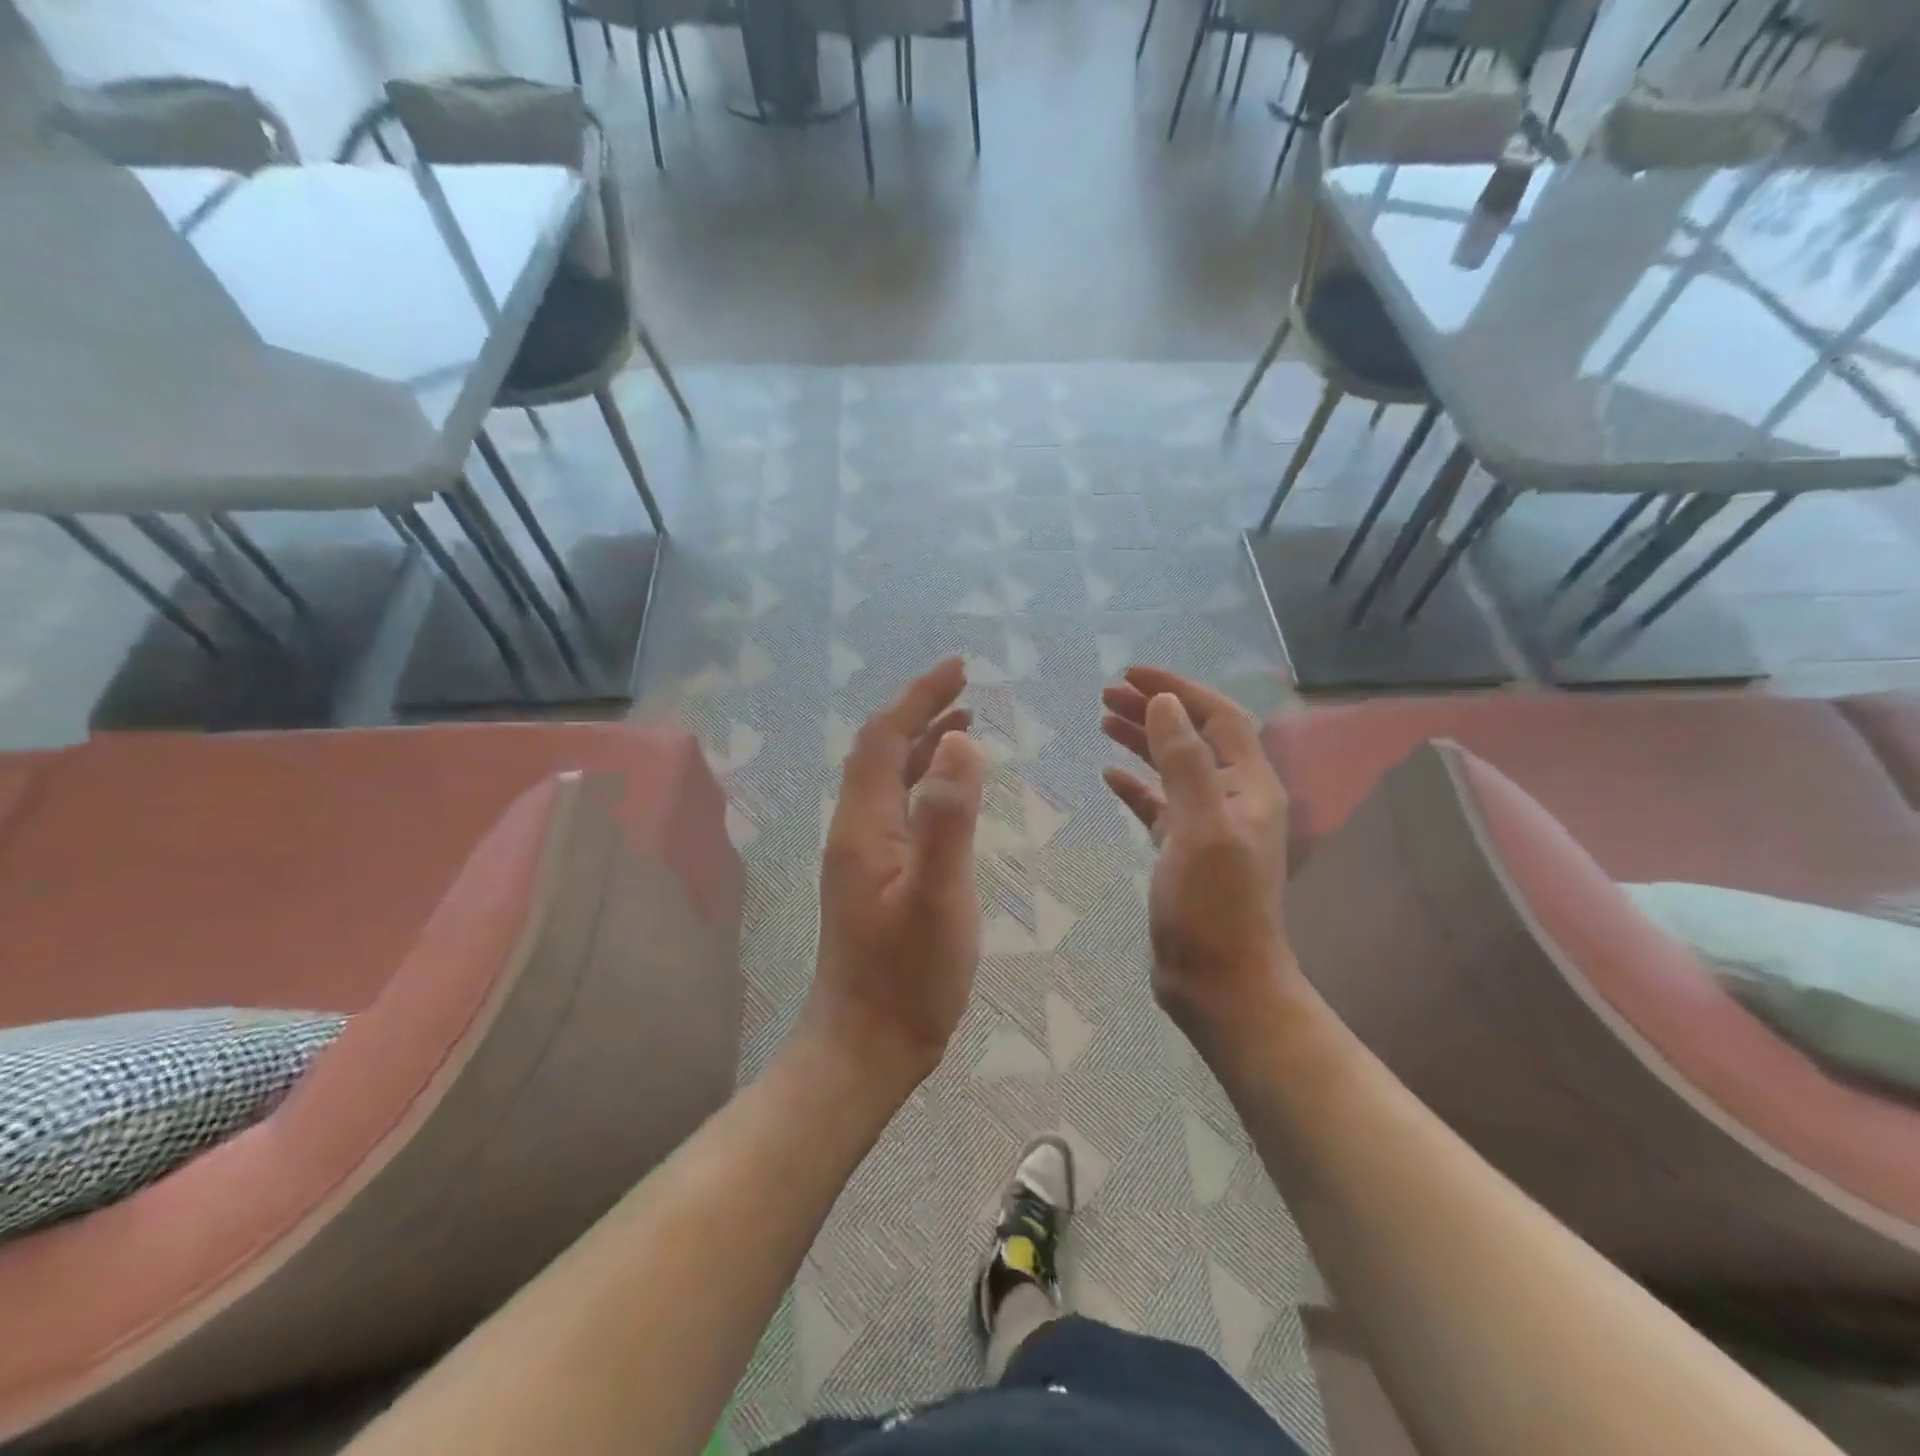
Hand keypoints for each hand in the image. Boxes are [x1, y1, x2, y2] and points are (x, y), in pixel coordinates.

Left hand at [806, 657, 985, 1091]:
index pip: (884, 738)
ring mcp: (864, 855)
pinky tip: (952, 793)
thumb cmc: (907, 977)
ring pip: (890, 780)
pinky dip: (927, 784)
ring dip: (924, 745)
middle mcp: (856, 829)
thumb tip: (960, 742)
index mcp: (863, 824)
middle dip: (921, 711)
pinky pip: (900, 809)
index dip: (918, 697)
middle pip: (881, 751)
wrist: (866, 1045)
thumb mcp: (938, 897)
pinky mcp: (877, 877)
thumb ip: (948, 820)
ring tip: (966, 724)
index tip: (958, 669)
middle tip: (967, 688)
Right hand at [1101, 666, 1295, 1046]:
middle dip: (1154, 710)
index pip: (1217, 717)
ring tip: (1103, 720)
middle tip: (1106, 693)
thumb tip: (1166, 703)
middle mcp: (1233, 798)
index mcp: (1249, 786)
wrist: (1221, 983)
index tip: (1132, 673)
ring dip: (1142, 741)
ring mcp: (1208, 826)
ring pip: (1174, 768)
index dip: (1178, 689)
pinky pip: (1159, 805)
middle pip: (1194, 737)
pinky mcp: (1184, 853)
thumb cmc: (1213, 905)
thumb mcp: (1200, 827)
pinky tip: (1109, 776)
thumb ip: (1185, 762)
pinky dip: (1136, 786)